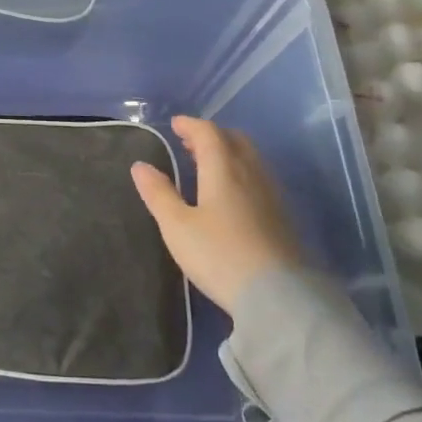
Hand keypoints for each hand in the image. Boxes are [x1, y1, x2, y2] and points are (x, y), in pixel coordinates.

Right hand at [131, 116, 300, 314]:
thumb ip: (159, 193)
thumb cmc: (219, 255)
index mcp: (223, 169)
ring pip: (250, 159)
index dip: (190, 125)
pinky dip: (240, 171)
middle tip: (190, 143)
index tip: (175, 125)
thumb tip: (140, 166)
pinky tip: (231, 193)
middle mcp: (251, 174)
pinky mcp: (281, 216)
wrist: (278, 296)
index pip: (208, 134)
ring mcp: (271, 195)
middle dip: (211, 136)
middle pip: (234, 141)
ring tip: (207, 165)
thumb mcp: (177, 226)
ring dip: (228, 152)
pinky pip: (258, 177)